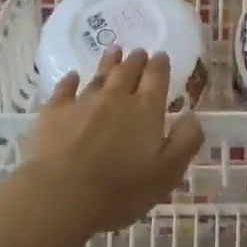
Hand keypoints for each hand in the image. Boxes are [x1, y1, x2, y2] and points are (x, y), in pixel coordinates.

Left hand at [17, 48, 204, 238]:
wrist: (62, 194)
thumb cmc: (122, 189)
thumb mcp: (168, 172)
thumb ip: (185, 141)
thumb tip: (192, 116)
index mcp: (146, 109)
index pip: (156, 78)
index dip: (160, 65)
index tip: (161, 55)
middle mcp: (116, 97)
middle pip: (128, 71)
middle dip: (136, 60)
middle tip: (139, 52)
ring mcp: (83, 102)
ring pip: (99, 76)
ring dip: (109, 63)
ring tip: (114, 51)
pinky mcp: (54, 113)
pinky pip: (64, 89)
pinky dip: (70, 81)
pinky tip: (72, 77)